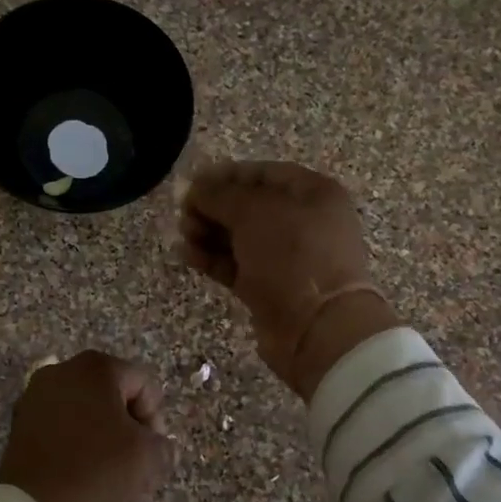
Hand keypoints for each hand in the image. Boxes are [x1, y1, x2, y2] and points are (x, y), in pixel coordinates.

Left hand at [0, 351, 173, 501]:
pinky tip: (92, 481)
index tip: (154, 451)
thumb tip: (159, 446)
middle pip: (114, 399)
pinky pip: (63, 431)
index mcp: (95, 367)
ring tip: (119, 483)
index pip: (144, 385)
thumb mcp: (148, 455)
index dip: (156, 419)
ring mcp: (37, 397)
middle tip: (140, 468)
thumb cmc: (98, 467)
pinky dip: (80, 450)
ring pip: (88, 418)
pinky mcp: (22, 424)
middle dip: (131, 434)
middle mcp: (62, 371)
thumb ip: (163, 444)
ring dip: (108, 445)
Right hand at [181, 161, 399, 399]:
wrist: (317, 328)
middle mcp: (303, 222)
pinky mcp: (269, 288)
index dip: (227, 175)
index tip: (193, 182)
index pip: (264, 173)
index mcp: (313, 193)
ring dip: (208, 232)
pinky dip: (212, 259)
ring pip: (240, 237)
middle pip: (250, 206)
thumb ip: (220, 196)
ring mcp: (287, 258)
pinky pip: (236, 265)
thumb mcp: (254, 213)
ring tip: (183, 234)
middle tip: (184, 213)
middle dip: (214, 207)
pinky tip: (186, 254)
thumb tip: (195, 188)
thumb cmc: (292, 255)